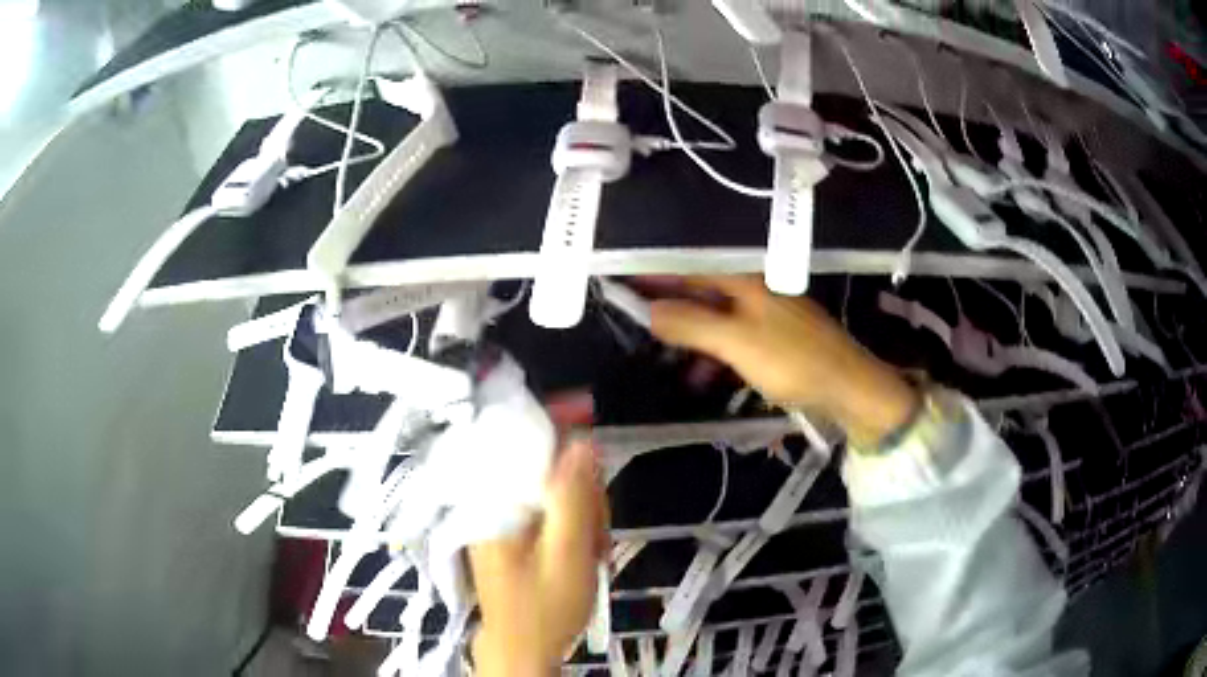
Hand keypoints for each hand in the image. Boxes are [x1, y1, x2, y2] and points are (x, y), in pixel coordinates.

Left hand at [468, 438, 608, 675]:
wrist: (523, 649)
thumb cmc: (544, 608)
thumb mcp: (568, 554)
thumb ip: (573, 497)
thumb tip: (580, 442)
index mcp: (493, 504)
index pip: (515, 443)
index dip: (551, 421)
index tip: (586, 409)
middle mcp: (489, 504)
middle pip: (541, 468)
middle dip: (580, 489)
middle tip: (599, 527)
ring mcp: (499, 520)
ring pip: (550, 490)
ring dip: (581, 511)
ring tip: (594, 549)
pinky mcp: (510, 533)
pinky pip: (546, 510)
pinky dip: (572, 524)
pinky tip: (584, 550)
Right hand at [648, 276, 917, 446]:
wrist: (848, 388)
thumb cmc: (791, 360)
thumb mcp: (735, 342)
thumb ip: (691, 323)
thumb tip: (649, 310)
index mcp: (745, 282)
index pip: (689, 269)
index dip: (655, 275)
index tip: (622, 282)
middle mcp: (755, 290)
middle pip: (702, 292)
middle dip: (670, 309)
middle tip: (637, 325)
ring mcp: (767, 315)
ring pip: (717, 319)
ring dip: (692, 338)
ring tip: (669, 363)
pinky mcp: (776, 339)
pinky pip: (734, 339)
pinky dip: (716, 354)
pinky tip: (704, 376)